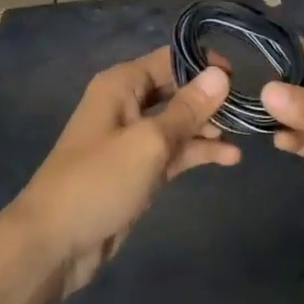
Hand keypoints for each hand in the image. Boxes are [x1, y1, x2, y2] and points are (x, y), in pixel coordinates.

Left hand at [9, 48, 236, 294]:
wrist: (54, 243)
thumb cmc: (99, 181)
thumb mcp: (149, 142)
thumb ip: (187, 109)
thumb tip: (221, 74)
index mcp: (122, 85)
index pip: (170, 59)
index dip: (205, 65)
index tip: (242, 78)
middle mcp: (127, 104)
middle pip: (177, 89)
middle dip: (211, 98)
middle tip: (249, 109)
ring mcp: (133, 139)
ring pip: (178, 122)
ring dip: (208, 127)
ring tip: (245, 134)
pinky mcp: (138, 170)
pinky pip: (174, 152)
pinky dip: (198, 152)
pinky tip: (229, 158)